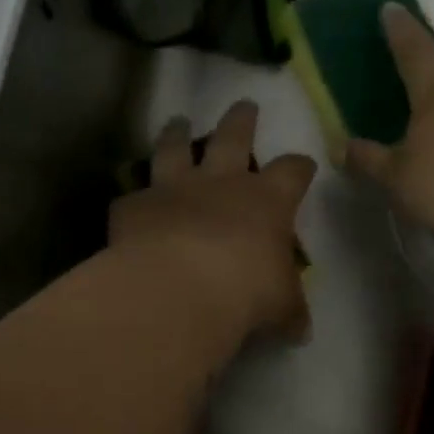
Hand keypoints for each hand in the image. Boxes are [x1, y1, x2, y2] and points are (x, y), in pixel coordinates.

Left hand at [109, 100, 317, 340]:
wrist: (181, 288)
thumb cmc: (247, 292)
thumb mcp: (281, 306)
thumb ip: (289, 310)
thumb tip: (299, 328)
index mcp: (266, 200)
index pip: (292, 171)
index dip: (299, 166)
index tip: (304, 164)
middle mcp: (220, 183)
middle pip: (234, 136)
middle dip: (241, 120)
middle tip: (244, 104)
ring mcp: (174, 188)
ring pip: (176, 148)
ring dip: (177, 133)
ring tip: (177, 121)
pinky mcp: (134, 205)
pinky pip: (132, 195)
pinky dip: (133, 198)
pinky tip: (129, 202)